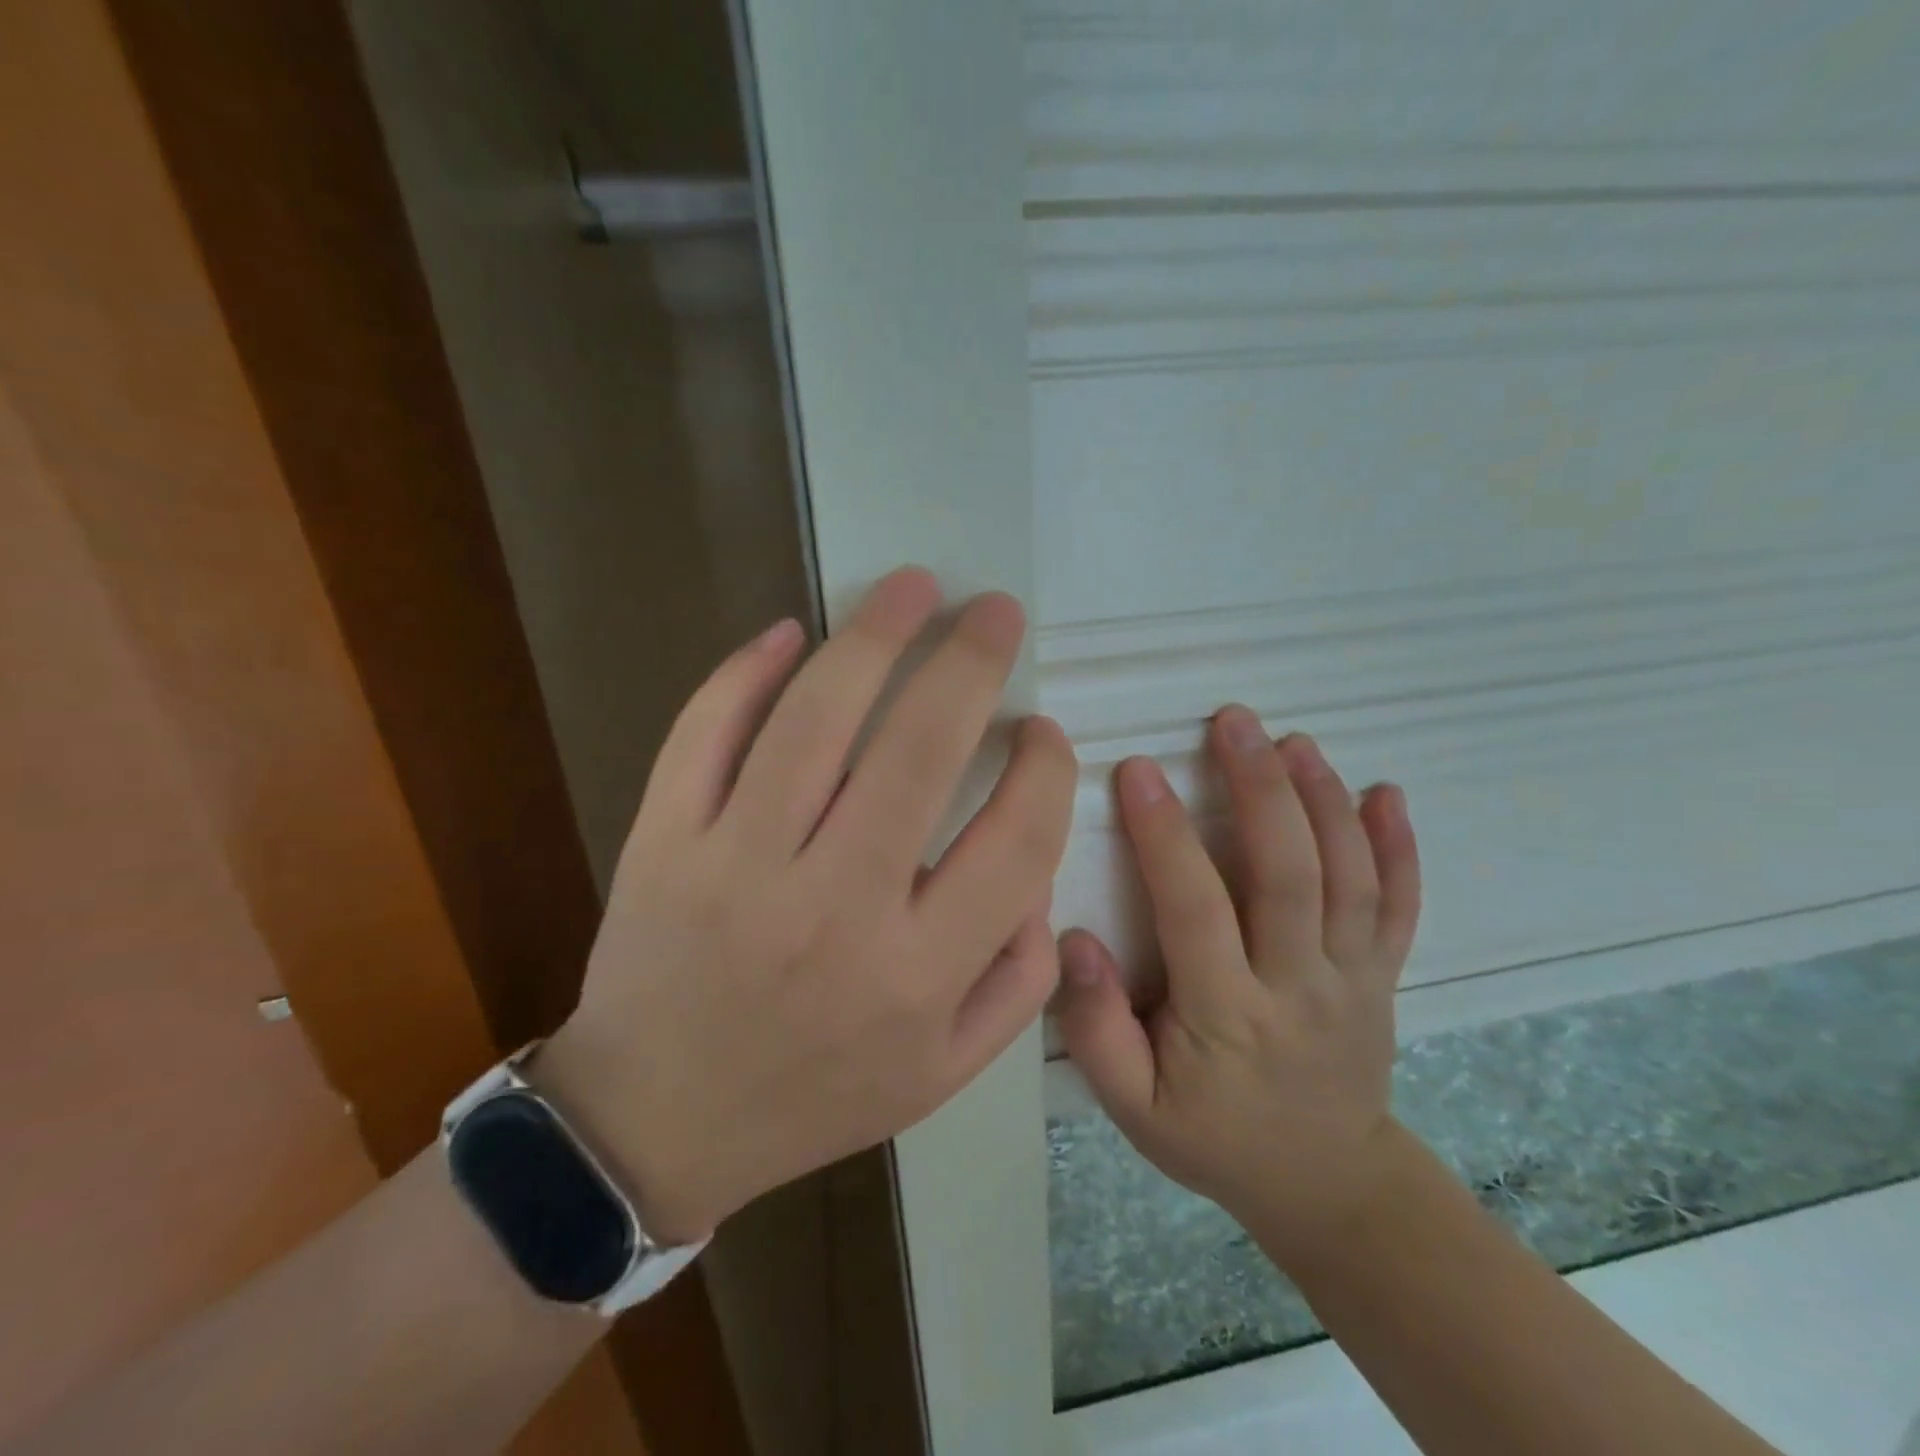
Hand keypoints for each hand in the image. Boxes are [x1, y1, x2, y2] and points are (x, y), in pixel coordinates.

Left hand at [538, 568, 1076, 1243]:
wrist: (657, 1121)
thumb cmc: (817, 1093)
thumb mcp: (946, 1069)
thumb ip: (1020, 976)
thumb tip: (1036, 864)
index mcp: (918, 972)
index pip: (1016, 838)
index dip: (1047, 768)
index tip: (1042, 732)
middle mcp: (835, 908)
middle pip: (920, 749)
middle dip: (971, 661)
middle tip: (994, 611)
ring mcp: (737, 866)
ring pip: (814, 718)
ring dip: (872, 635)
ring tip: (913, 587)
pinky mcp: (663, 842)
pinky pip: (704, 732)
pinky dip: (745, 671)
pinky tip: (788, 634)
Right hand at [1055, 705, 1420, 1266]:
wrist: (1326, 1184)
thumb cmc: (1213, 1137)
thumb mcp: (1134, 1108)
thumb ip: (1097, 1028)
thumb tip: (1076, 939)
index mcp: (1229, 1016)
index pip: (1195, 909)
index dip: (1165, 835)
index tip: (1137, 769)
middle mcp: (1300, 986)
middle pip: (1288, 875)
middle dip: (1260, 789)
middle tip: (1232, 722)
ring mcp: (1355, 978)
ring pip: (1348, 877)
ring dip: (1323, 800)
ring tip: (1291, 740)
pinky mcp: (1385, 975)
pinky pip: (1401, 906)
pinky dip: (1400, 847)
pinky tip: (1385, 792)